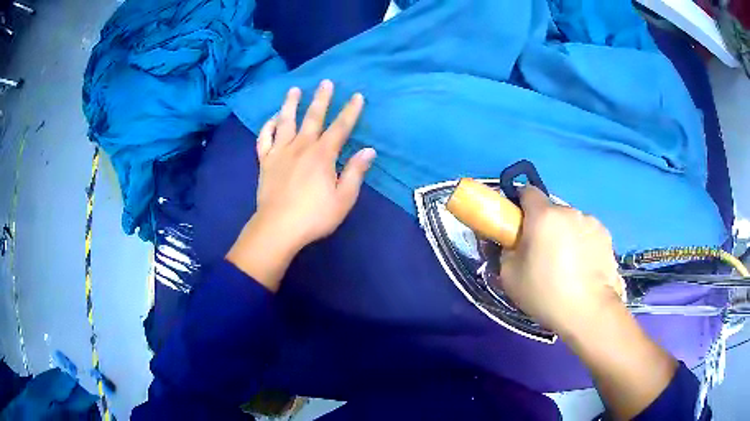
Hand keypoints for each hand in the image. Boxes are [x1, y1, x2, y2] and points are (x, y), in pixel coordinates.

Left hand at [226, 80, 375, 290]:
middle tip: (325, 82)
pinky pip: (264, 139)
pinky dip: (267, 127)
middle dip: (321, 99)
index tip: (357, 96)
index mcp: (322, 155)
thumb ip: (355, 172)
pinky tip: (272, 119)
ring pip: (286, 122)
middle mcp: (301, 147)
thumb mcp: (343, 198)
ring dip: (290, 104)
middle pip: (313, 117)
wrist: (278, 228)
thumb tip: (369, 151)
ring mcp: (280, 152)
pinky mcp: (265, 162)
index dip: (350, 111)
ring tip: (294, 90)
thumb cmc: (314, 216)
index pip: (340, 128)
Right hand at [499, 186, 624, 339]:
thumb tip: (512, 243)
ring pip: (571, 222)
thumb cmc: (546, 293)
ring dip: (566, 235)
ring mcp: (591, 222)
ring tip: (568, 265)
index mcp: (544, 216)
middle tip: (543, 255)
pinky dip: (583, 243)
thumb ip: (506, 251)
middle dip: (545, 226)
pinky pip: (587, 233)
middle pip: (551, 211)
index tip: (519, 226)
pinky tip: (584, 268)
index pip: (527, 192)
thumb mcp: (509, 277)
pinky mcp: (606, 235)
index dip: (520, 205)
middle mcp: (569, 211)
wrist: (589, 311)